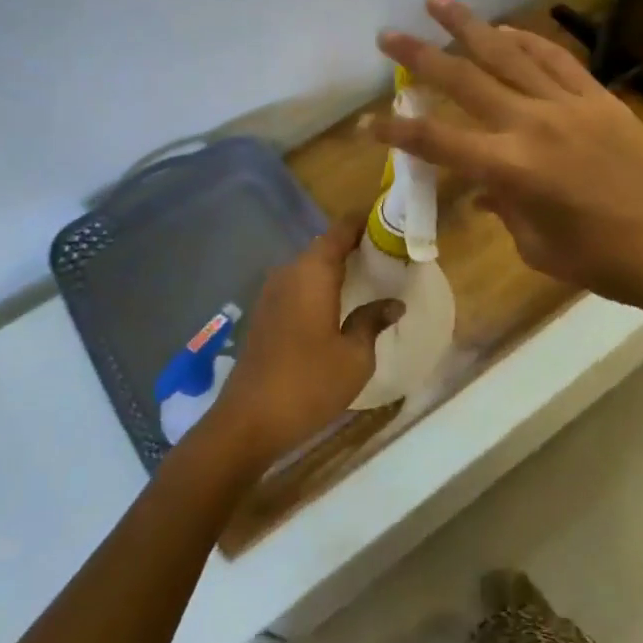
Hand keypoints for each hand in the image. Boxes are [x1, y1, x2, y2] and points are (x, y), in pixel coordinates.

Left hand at [206, 217, 402, 469]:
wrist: (248, 420)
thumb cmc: (309, 383)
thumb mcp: (355, 356)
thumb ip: (372, 321)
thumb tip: (393, 303)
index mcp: (312, 272)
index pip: (341, 230)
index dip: (365, 223)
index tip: (390, 224)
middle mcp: (289, 272)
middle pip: (324, 246)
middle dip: (355, 247)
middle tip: (388, 256)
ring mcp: (272, 293)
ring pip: (310, 267)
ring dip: (336, 269)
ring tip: (369, 279)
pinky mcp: (265, 314)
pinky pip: (298, 286)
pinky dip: (320, 287)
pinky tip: (339, 306)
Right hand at [372, 0, 642, 315]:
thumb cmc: (605, 262)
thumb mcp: (538, 246)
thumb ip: (505, 207)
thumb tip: (486, 188)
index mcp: (511, 169)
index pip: (438, 142)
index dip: (397, 133)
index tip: (366, 120)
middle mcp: (532, 125)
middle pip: (465, 81)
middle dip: (420, 57)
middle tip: (387, 34)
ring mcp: (568, 105)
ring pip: (508, 55)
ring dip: (469, 26)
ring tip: (437, 1)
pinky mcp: (599, 98)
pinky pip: (555, 60)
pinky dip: (526, 40)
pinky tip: (505, 28)